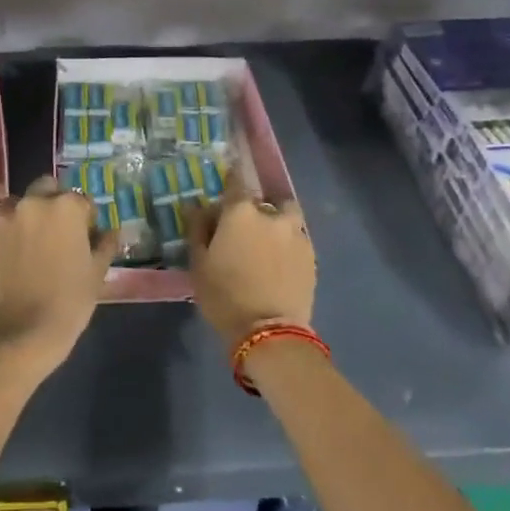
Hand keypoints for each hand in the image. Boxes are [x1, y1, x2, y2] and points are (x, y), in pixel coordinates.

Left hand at [0, 176, 118, 374]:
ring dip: (27, 218)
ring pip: (18, 207)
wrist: (21, 335)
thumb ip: (105, 244)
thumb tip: (111, 231)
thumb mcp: (97, 273)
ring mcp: (2, 220)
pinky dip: (6, 240)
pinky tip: (12, 263)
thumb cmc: (69, 302)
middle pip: (46, 189)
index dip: (87, 219)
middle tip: (58, 234)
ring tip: (32, 247)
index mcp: (65, 207)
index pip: (82, 201)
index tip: (87, 238)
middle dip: (53, 204)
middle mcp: (31, 203)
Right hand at [189, 177, 315, 351]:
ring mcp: (297, 235)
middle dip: (253, 209)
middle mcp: (272, 215)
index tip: (227, 180)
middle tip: (243, 229)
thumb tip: (197, 206)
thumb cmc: (224, 295)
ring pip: (286, 218)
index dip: (231, 178)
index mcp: (241, 212)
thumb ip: (198, 229)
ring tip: (267, 243)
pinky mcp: (312, 256)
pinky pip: (297, 240)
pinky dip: (288, 244)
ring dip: (276, 223)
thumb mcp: (198, 263)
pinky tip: (279, 263)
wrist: (269, 332)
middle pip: (263, 201)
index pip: (236, 181)